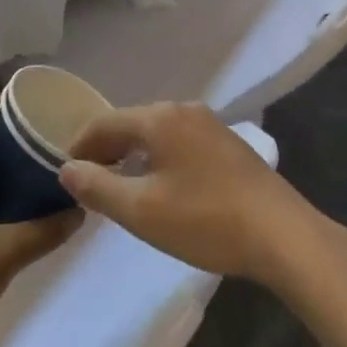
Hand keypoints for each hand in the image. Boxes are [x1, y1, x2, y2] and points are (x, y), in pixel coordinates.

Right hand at [58, 103, 323, 284]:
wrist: (283, 235)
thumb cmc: (206, 220)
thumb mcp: (142, 210)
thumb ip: (98, 187)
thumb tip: (67, 168)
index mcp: (160, 118)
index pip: (104, 123)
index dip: (79, 147)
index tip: (63, 174)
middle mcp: (185, 110)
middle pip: (131, 124)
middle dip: (106, 151)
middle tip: (88, 184)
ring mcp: (211, 125)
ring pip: (156, 134)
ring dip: (133, 156)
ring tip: (119, 188)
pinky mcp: (228, 145)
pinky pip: (179, 143)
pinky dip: (159, 160)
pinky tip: (161, 188)